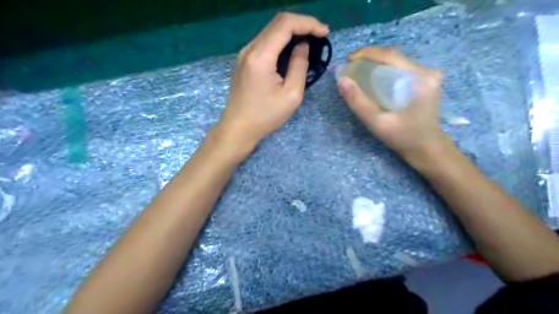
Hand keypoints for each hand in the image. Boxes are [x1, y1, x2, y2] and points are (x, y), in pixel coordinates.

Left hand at [216, 14, 328, 153]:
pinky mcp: (243, 60)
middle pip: (277, 23)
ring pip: (270, 31)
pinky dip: (280, 41)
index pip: (285, 24)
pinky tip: (290, 51)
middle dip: (301, 24)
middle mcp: (249, 49)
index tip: (324, 33)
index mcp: (261, 57)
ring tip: (309, 42)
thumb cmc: (265, 116)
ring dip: (291, 32)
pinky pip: (264, 42)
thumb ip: (299, 66)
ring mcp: (244, 54)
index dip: (308, 23)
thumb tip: (303, 46)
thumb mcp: (291, 95)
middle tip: (319, 36)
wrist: (238, 128)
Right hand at [336, 48, 445, 162]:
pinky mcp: (425, 80)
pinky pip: (400, 68)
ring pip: (396, 61)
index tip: (347, 60)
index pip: (390, 55)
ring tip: (358, 71)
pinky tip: (373, 78)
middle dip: (369, 57)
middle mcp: (426, 71)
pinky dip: (384, 69)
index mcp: (419, 78)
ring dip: (376, 63)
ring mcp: (427, 75)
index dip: (366, 53)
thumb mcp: (377, 123)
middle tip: (350, 67)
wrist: (427, 148)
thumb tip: (342, 81)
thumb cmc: (403, 138)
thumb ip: (359, 102)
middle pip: (393, 56)